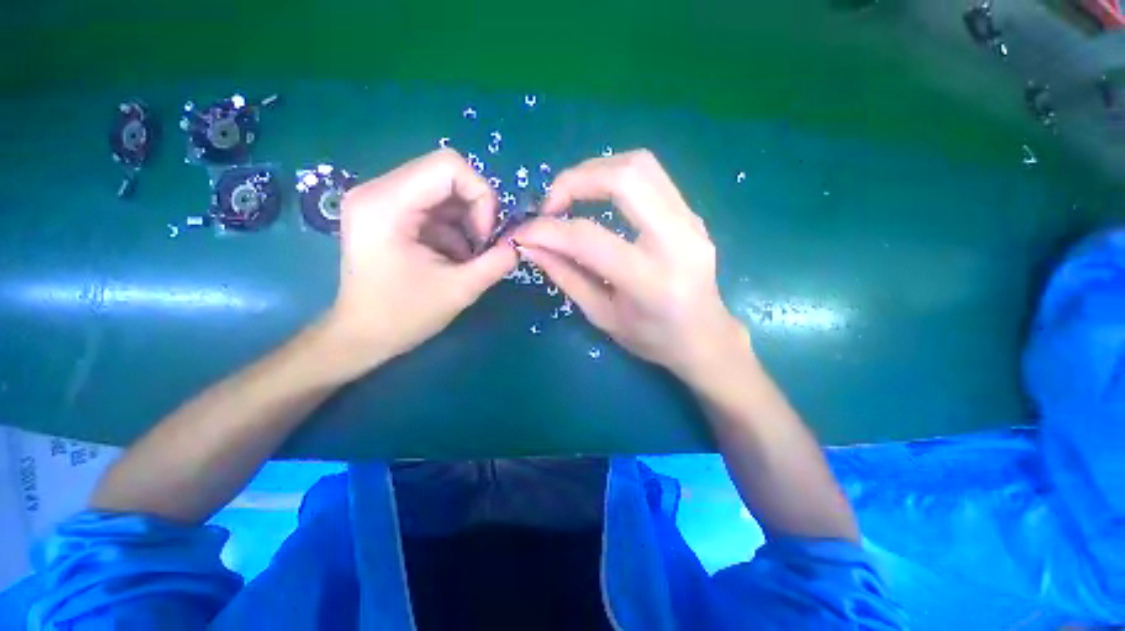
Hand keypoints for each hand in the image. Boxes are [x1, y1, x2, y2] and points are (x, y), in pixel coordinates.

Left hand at [320, 149, 517, 376]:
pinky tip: (451, 256)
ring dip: (466, 221)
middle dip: (476, 209)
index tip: (485, 236)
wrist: (361, 335)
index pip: (448, 166)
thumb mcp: (460, 290)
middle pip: (447, 174)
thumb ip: (497, 262)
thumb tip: (519, 244)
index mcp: (386, 204)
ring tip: (465, 256)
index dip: (481, 196)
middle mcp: (377, 190)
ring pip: (444, 190)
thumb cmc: (403, 316)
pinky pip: (434, 205)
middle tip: (481, 245)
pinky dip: (453, 228)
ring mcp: (380, 199)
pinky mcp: (387, 211)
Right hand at [514, 150, 748, 383]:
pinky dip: (615, 178)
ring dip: (596, 171)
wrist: (705, 337)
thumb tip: (532, 245)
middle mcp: (677, 241)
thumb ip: (566, 276)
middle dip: (575, 179)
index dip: (548, 231)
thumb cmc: (652, 338)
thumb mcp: (602, 315)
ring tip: (571, 196)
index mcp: (650, 280)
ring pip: (641, 165)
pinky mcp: (692, 214)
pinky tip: (599, 198)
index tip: (523, 232)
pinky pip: (651, 177)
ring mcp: (691, 222)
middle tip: (551, 204)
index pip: (589, 239)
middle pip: (625, 177)